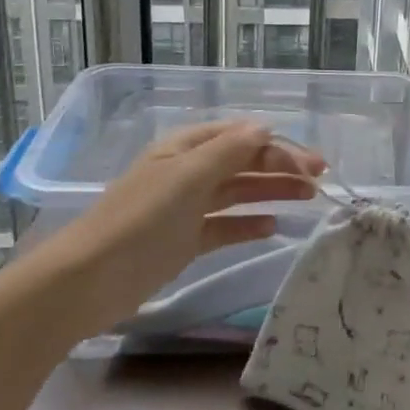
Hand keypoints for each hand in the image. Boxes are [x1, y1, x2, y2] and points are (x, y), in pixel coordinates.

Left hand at [34, 120, 323, 326]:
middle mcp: (188, 172)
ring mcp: (186, 208)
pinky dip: (248, 224)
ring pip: (238, 192)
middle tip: (320, 181)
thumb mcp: (188, 176)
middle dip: (282, 167)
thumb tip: (265, 128)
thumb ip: (230, 150)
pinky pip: (225, 226)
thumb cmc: (141, 219)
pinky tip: (273, 227)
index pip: (242, 138)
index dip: (278, 148)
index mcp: (186, 148)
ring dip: (272, 192)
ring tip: (309, 199)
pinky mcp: (184, 241)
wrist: (88, 280)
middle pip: (243, 163)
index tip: (312, 166)